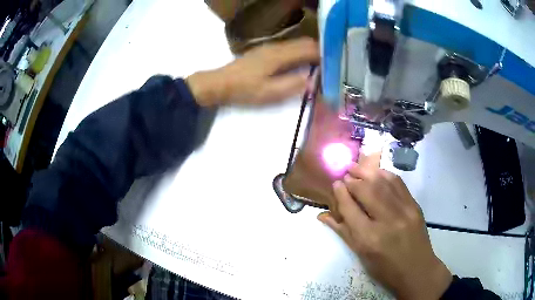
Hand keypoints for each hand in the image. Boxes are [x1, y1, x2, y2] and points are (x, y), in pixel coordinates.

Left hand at [187, 37, 318, 106]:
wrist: (220, 84)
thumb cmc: (244, 90)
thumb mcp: (269, 93)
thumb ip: (293, 86)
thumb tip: (314, 81)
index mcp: (280, 55)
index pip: (309, 48)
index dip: (325, 55)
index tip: (336, 64)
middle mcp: (277, 46)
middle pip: (305, 43)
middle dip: (321, 52)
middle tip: (331, 66)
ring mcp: (270, 47)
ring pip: (297, 44)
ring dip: (311, 52)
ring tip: (321, 66)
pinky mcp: (265, 51)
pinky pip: (289, 48)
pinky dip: (300, 53)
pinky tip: (302, 64)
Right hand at [318, 153, 451, 299]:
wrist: (417, 269)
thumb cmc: (385, 268)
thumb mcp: (361, 255)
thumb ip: (343, 231)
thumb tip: (323, 215)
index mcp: (368, 238)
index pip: (349, 208)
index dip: (340, 193)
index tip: (335, 184)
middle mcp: (386, 221)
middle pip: (366, 191)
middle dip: (353, 180)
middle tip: (345, 175)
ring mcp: (404, 211)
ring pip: (382, 183)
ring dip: (367, 172)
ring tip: (356, 167)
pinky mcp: (415, 205)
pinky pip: (398, 183)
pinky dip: (385, 174)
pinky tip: (377, 172)